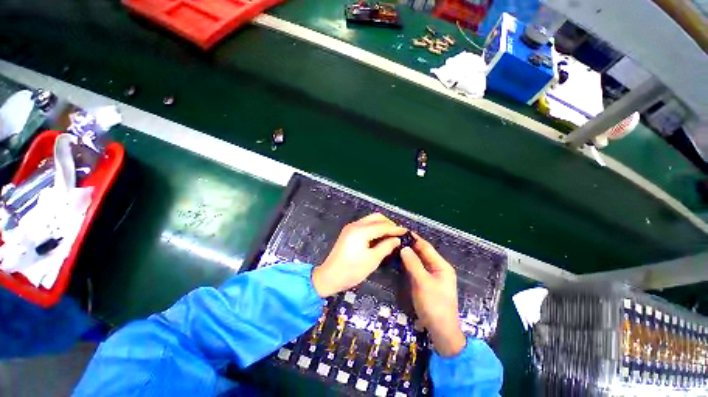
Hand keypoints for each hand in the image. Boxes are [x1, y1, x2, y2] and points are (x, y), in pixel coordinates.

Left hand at [312, 213, 406, 297]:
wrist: (329, 276)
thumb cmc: (352, 271)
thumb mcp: (372, 260)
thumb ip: (386, 247)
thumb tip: (397, 239)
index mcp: (361, 231)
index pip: (382, 226)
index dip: (395, 228)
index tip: (406, 231)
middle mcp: (355, 225)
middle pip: (376, 217)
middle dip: (388, 223)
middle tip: (398, 234)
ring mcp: (351, 227)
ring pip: (370, 219)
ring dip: (381, 225)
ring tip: (391, 235)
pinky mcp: (348, 231)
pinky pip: (365, 224)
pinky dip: (374, 228)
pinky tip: (380, 236)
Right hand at [400, 234, 465, 356]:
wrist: (441, 331)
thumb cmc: (434, 305)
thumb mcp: (423, 283)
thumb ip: (413, 264)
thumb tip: (404, 248)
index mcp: (441, 266)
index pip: (426, 247)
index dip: (415, 238)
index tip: (402, 231)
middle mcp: (438, 268)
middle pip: (423, 253)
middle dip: (411, 245)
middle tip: (396, 238)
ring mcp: (433, 276)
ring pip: (419, 261)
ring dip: (409, 254)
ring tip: (396, 246)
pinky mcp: (427, 283)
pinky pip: (418, 269)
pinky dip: (409, 263)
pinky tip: (401, 260)